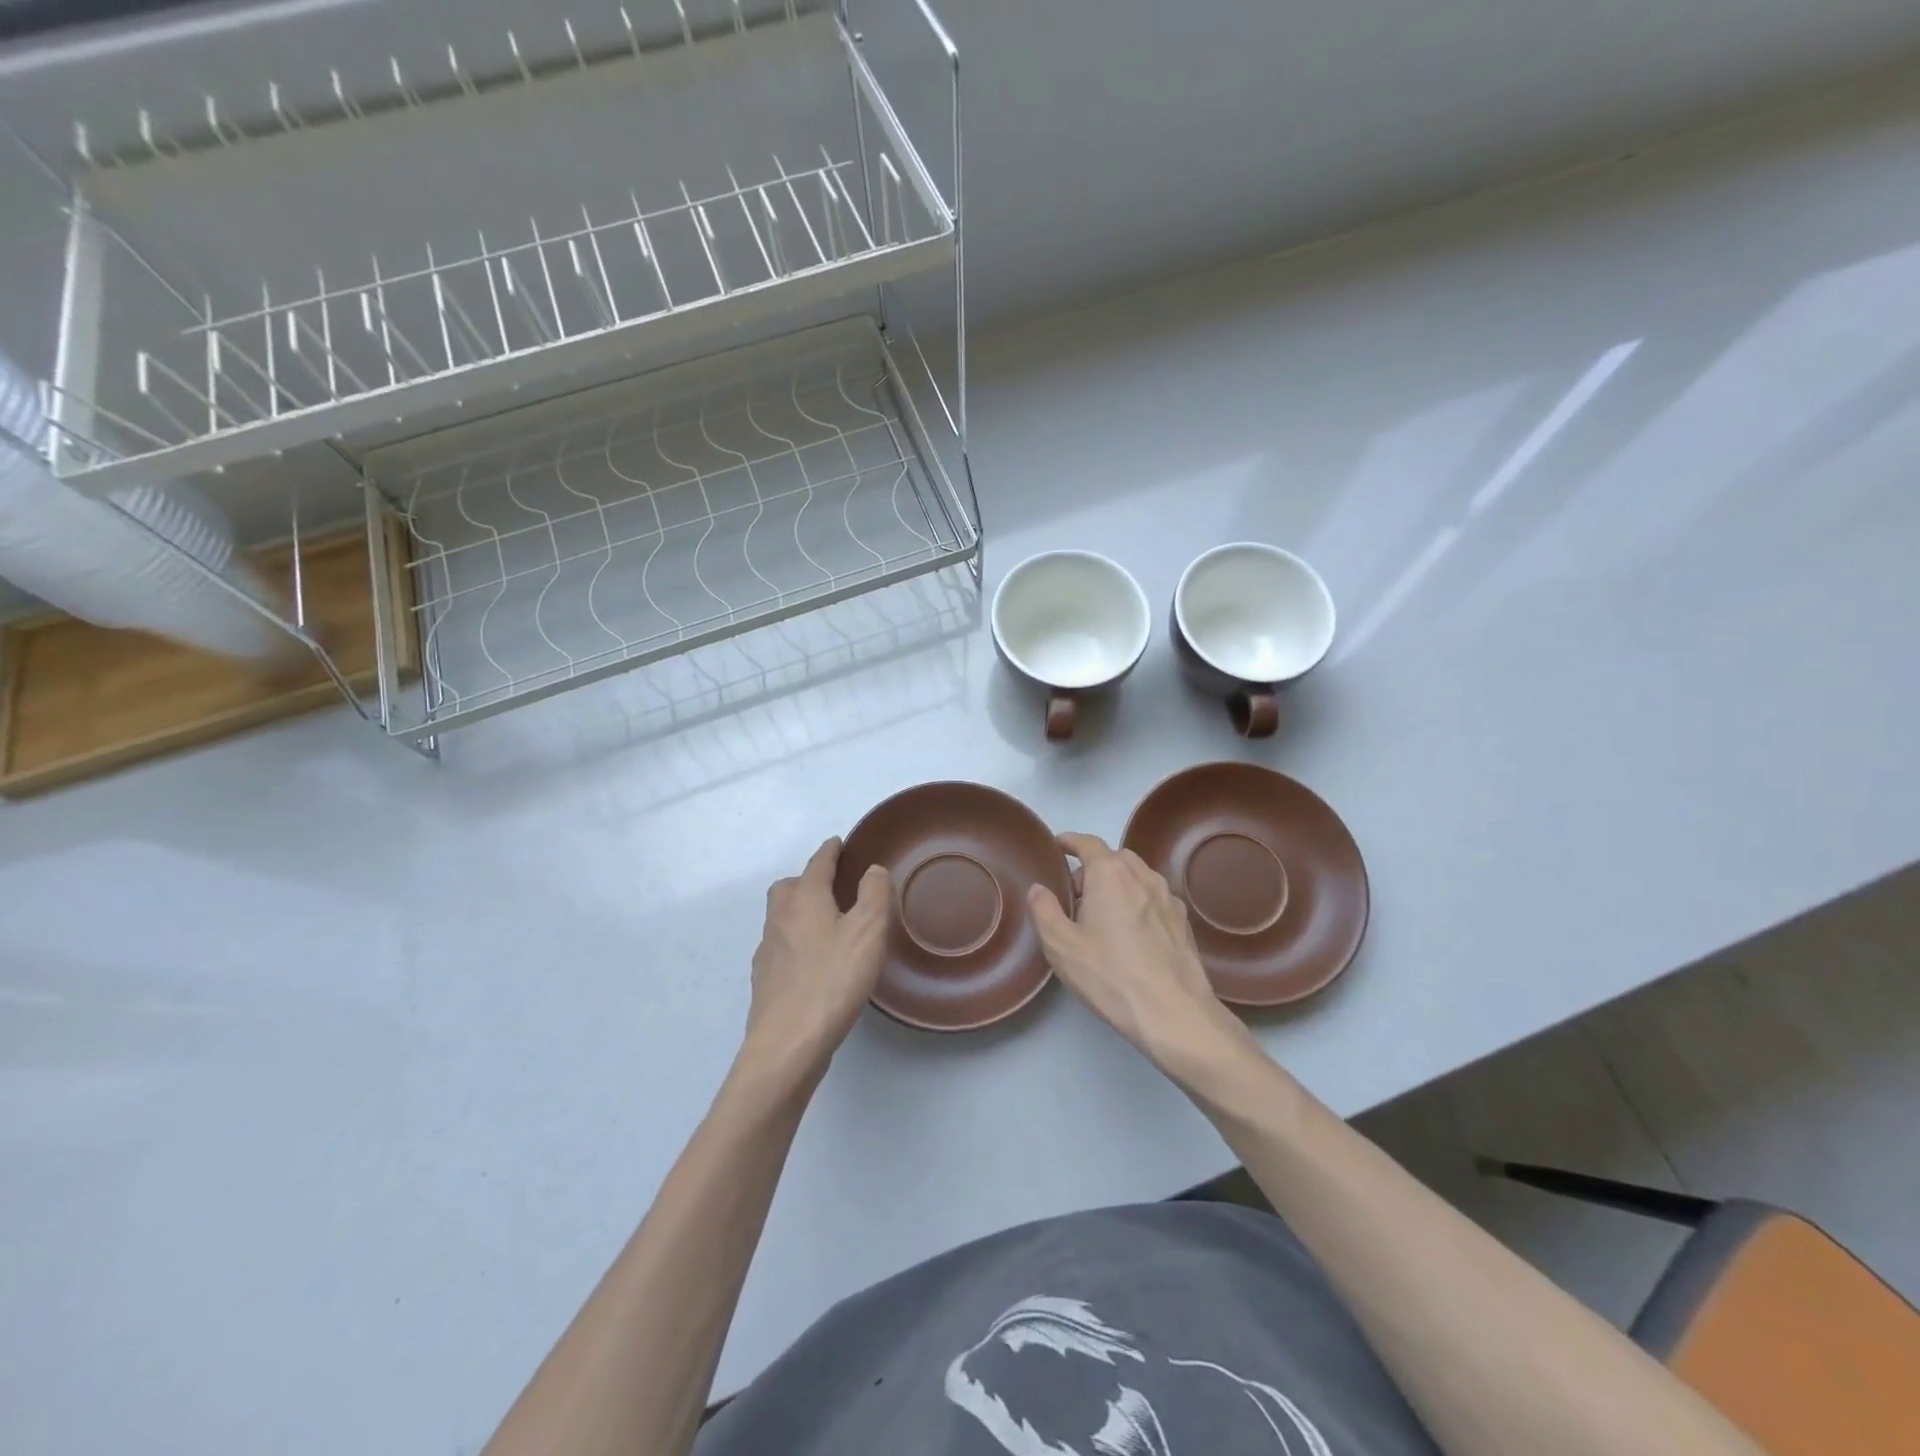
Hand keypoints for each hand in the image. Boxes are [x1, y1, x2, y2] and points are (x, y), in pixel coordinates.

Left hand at [743, 838, 890, 1084]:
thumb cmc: (832, 980)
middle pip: (789, 887)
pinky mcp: (766, 982)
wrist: (787, 1043)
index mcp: (804, 899)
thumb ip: (873, 894)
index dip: (830, 851)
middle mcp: (780, 918)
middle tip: (834, 887)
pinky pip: (782, 948)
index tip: (839, 843)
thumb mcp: (867, 931)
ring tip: (829, 925)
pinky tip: (815, 963)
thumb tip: (872, 870)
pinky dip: (797, 943)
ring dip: (801, 912)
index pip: (817, 863)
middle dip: (808, 880)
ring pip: (782, 918)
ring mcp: (768, 951)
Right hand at [1027, 833, 1249, 1073]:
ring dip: (1118, 884)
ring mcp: (1168, 898)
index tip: (1059, 845)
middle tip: (1076, 895)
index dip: (1071, 842)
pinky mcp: (1183, 921)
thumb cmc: (1110, 975)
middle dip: (1094, 867)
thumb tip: (1038, 889)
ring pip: (1138, 877)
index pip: (1088, 844)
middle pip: (1115, 858)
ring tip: (1104, 915)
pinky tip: (1132, 932)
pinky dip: (1138, 902)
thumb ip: (1044, 911)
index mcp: (1110, 874)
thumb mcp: (1061, 946)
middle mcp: (1143, 876)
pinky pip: (1154, 898)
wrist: (1173, 1012)